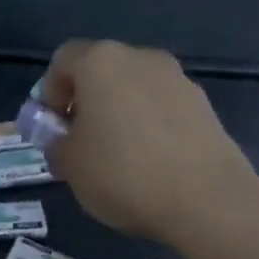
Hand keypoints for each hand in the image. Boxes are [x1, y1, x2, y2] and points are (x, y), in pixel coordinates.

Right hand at [38, 39, 258, 247]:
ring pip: (134, 88)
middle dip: (86, 100)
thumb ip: (56, 143)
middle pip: (101, 70)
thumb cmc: (122, 173)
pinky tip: (150, 162)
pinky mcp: (205, 105)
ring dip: (120, 112)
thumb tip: (64, 139)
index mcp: (100, 62)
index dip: (50, 91)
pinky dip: (150, 125)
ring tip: (118, 155)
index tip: (53, 126)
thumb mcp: (69, 164)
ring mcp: (178, 79)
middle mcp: (140, 58)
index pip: (63, 60)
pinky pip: (163, 107)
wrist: (207, 200)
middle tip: (81, 140)